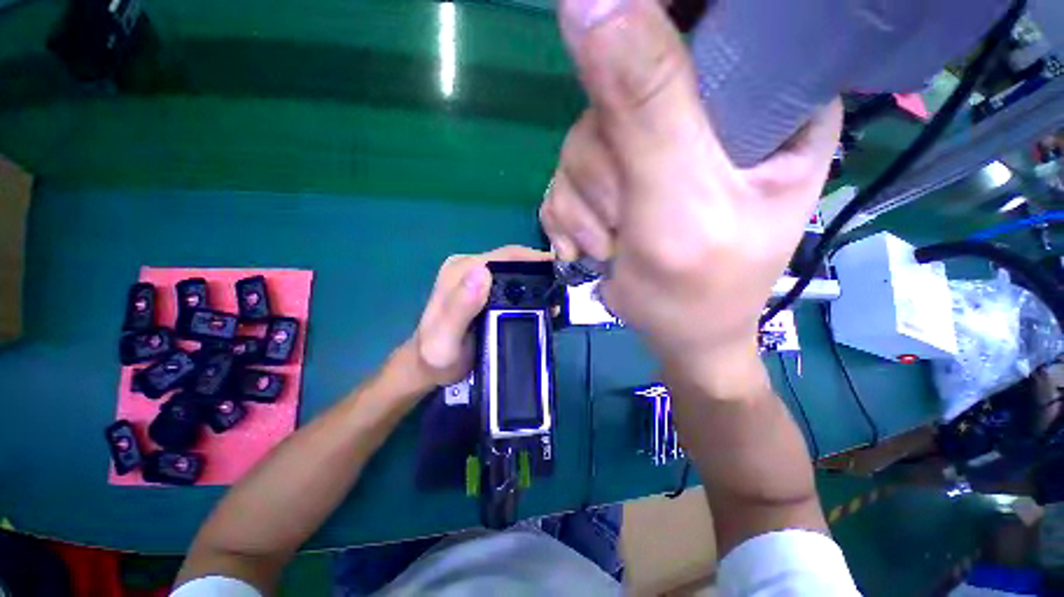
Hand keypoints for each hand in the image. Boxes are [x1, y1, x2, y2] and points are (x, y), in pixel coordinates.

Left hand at [404, 246, 552, 389]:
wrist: (430, 368)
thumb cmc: (437, 356)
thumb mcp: (445, 337)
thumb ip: (460, 306)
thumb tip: (484, 271)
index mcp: (460, 270)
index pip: (504, 255)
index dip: (535, 259)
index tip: (561, 271)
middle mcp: (469, 267)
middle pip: (512, 261)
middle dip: (540, 271)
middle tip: (563, 288)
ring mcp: (476, 277)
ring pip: (514, 271)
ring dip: (537, 281)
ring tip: (557, 298)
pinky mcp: (483, 289)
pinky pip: (511, 283)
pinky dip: (529, 290)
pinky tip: (542, 303)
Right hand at [540, 0, 840, 384]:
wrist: (675, 334)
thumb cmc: (699, 288)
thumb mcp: (681, 201)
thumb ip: (645, 108)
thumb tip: (586, 1)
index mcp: (761, 99)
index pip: (704, 21)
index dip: (649, 39)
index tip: (635, 125)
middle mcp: (703, 111)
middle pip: (615, 91)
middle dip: (604, 171)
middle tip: (625, 224)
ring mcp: (649, 146)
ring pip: (580, 141)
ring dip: (584, 203)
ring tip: (611, 244)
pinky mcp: (612, 178)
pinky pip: (564, 177)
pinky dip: (568, 216)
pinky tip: (590, 247)